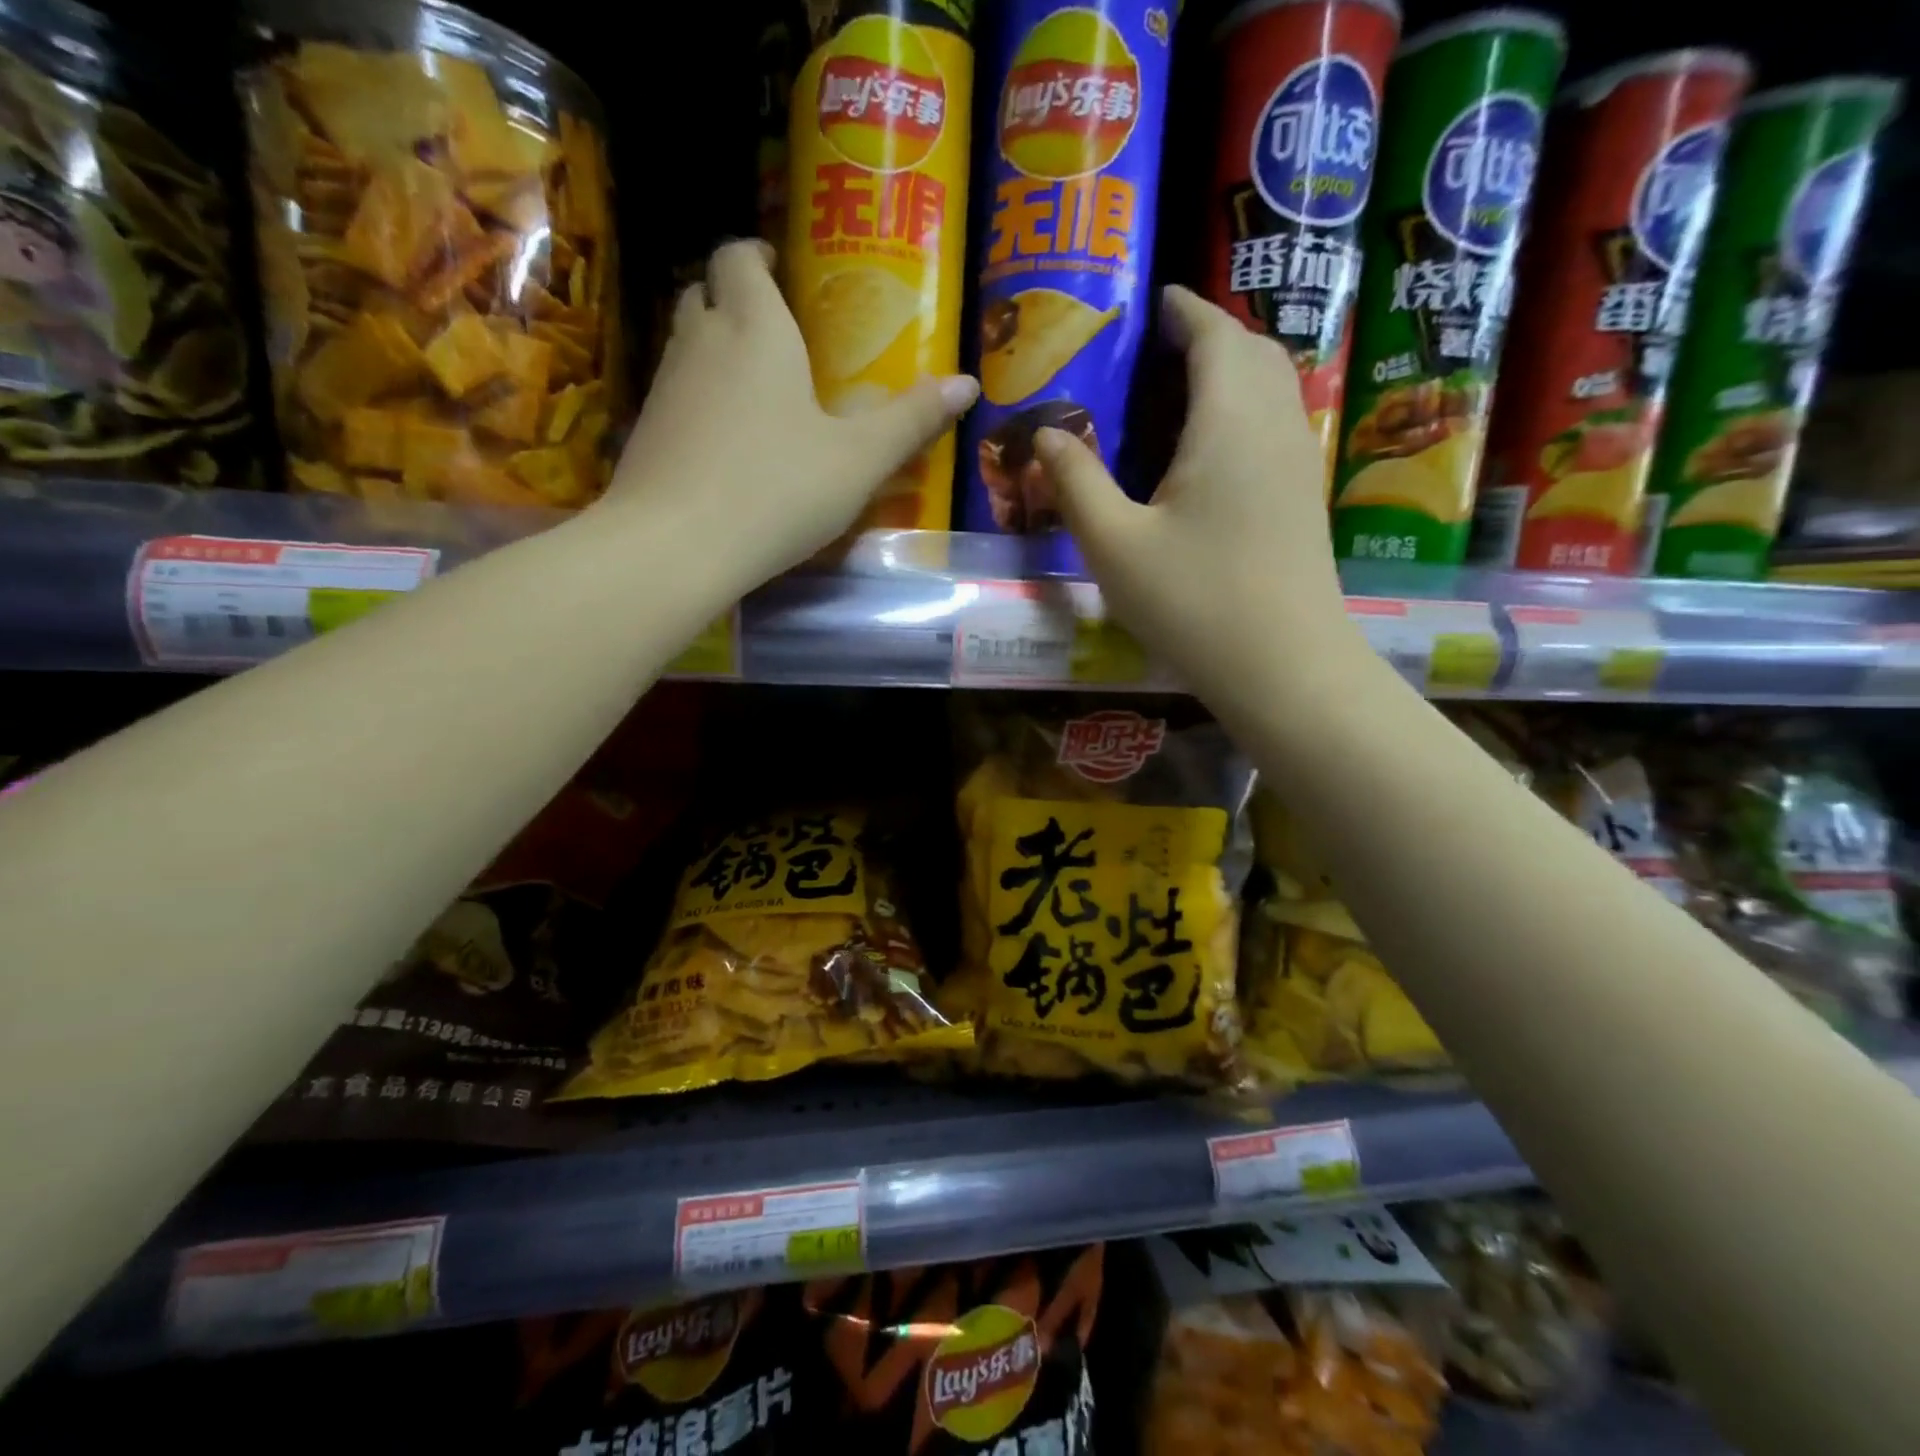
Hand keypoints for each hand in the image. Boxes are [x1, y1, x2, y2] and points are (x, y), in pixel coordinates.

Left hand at [606, 240, 978, 590]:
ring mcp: (665, 386)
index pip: (739, 257)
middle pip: (706, 291)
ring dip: (716, 346)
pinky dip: (700, 396)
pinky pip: (676, 392)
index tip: (780, 268)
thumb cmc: (777, 490)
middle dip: (736, 297)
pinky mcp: (646, 431)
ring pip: (686, 341)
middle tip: (776, 328)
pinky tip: (727, 439)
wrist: (676, 546)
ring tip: (758, 385)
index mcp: (755, 328)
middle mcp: (701, 341)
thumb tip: (968, 384)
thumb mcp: (858, 461)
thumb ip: (911, 420)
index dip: (756, 254)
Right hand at [1034, 286, 1362, 706]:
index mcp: (1228, 421)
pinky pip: (1278, 423)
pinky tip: (1215, 447)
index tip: (1157, 301)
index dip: (1185, 310)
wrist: (1284, 667)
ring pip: (1274, 386)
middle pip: (1253, 351)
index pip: (1214, 335)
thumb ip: (1076, 484)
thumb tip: (1045, 435)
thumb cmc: (1194, 602)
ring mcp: (1297, 463)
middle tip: (1164, 346)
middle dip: (1212, 334)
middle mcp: (1274, 426)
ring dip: (1234, 370)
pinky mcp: (1304, 499)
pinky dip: (1248, 407)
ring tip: (1186, 388)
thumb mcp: (1115, 546)